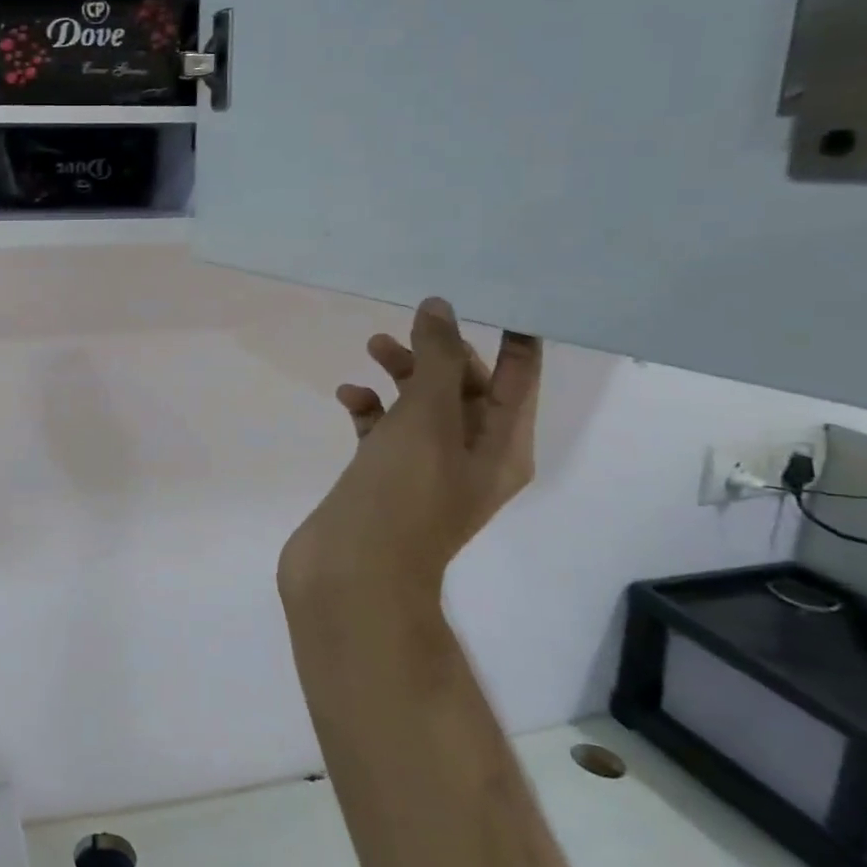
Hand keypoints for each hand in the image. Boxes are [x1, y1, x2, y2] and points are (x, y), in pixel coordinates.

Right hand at [280, 298, 541, 612]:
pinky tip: (348, 397)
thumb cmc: (403, 493)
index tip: (496, 295)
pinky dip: (370, 409)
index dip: (512, 337)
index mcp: (502, 447)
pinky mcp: (384, 477)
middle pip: (466, 388)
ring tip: (371, 348)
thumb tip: (439, 309)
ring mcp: (424, 469)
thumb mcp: (429, 418)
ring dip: (400, 375)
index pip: (519, 378)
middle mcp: (470, 456)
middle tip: (408, 324)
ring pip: (421, 407)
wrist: (352, 571)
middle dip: (439, 352)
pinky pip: (384, 430)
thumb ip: (437, 359)